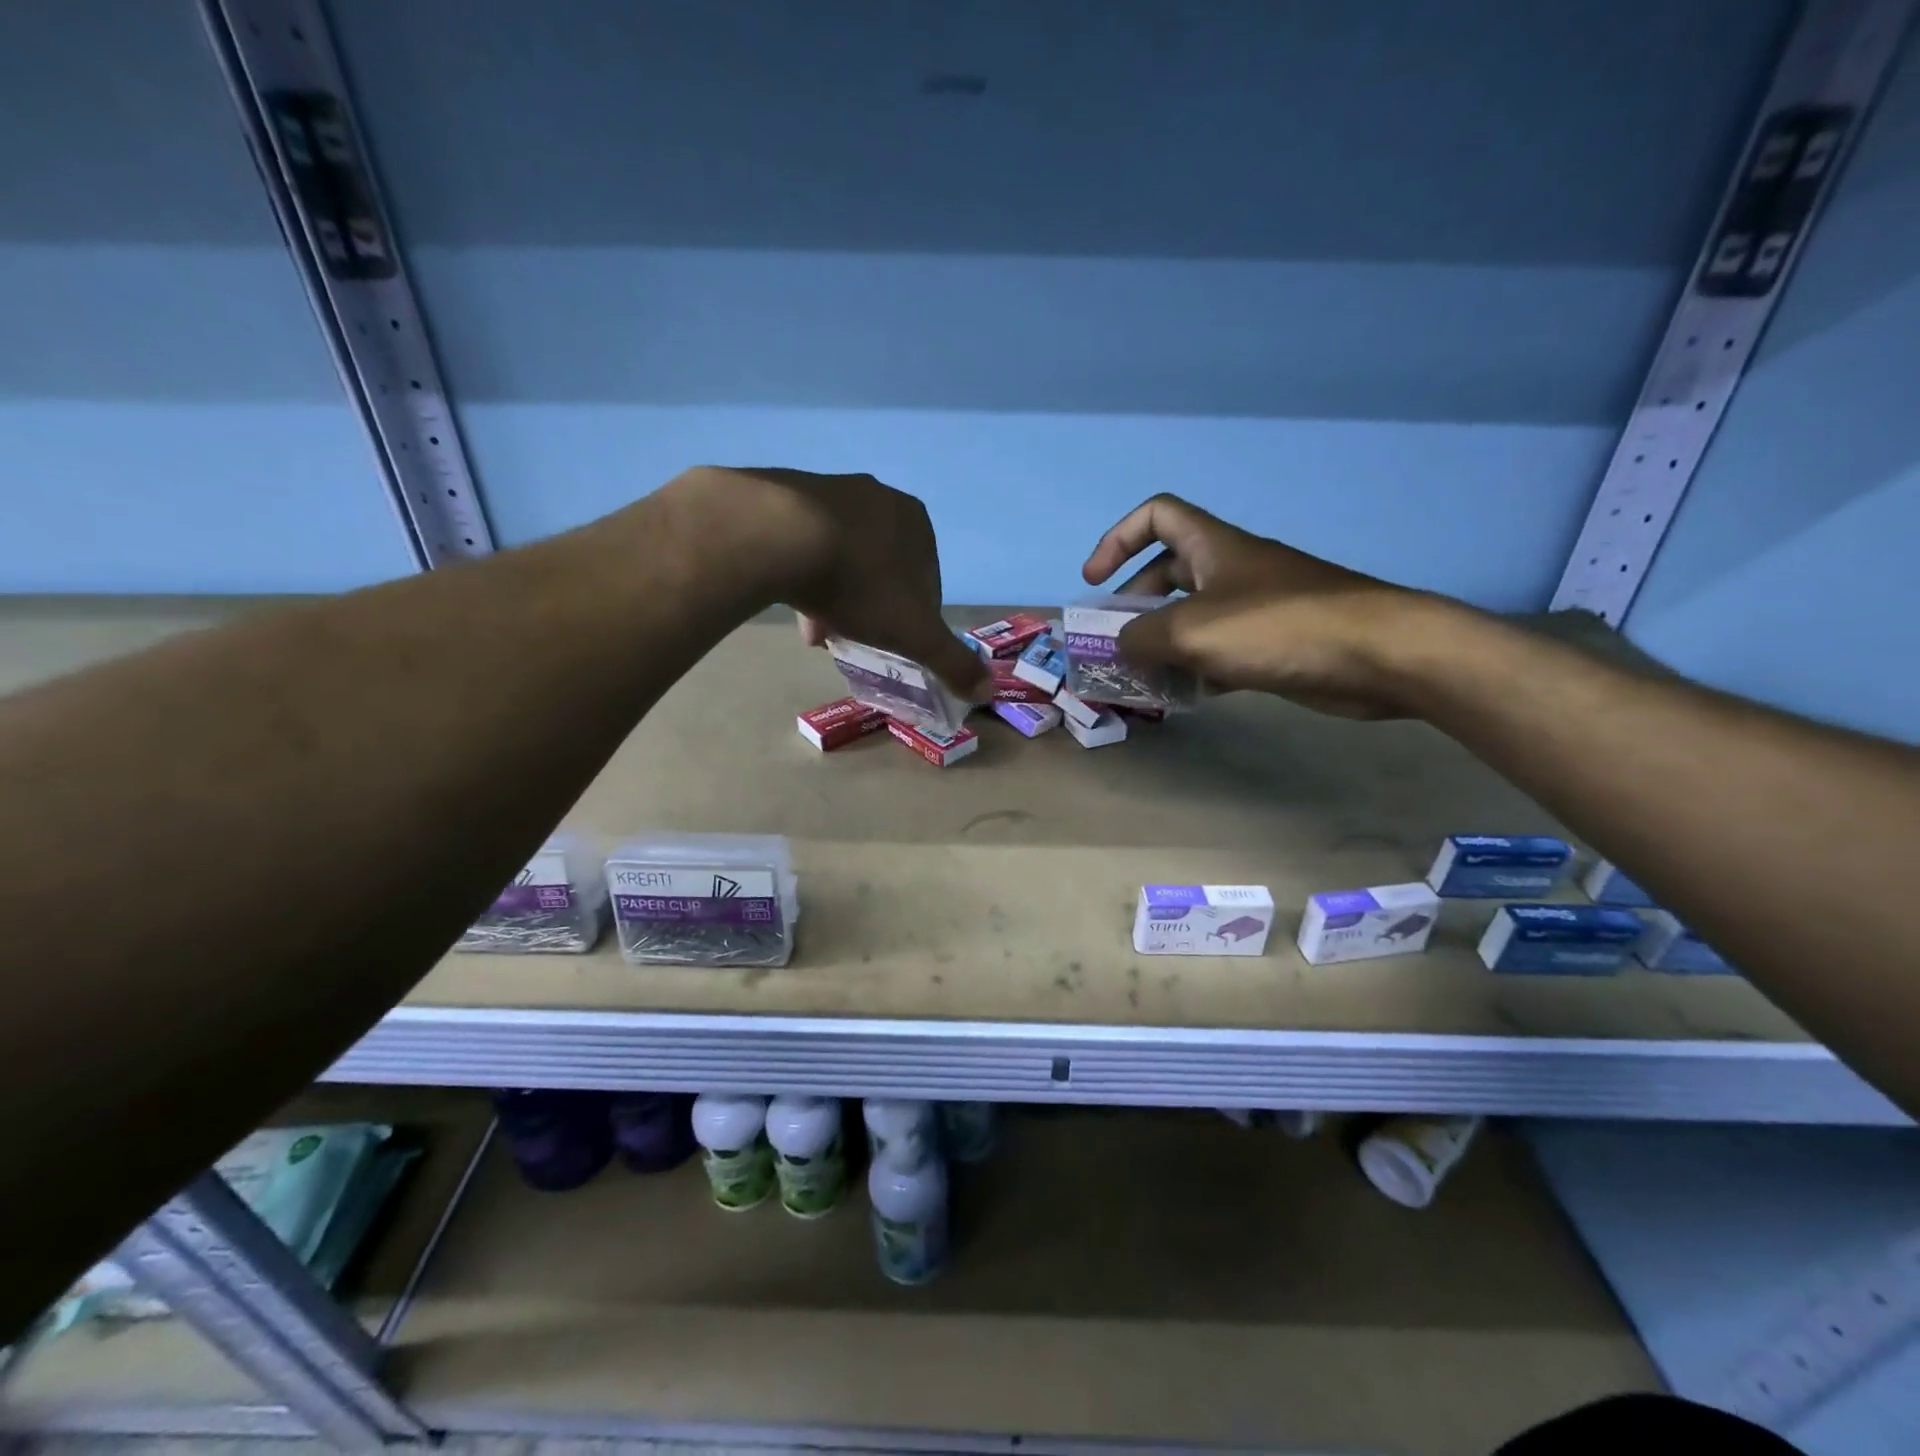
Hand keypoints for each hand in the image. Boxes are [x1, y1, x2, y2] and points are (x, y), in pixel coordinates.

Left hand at [681, 467, 988, 699]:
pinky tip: (792, 603)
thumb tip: (986, 690)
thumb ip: (952, 662)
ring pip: (842, 558)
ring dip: (836, 596)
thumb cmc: (860, 585)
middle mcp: (879, 498)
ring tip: (817, 632)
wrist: (781, 538)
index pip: (927, 581)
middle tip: (852, 639)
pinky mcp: (787, 494)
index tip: (891, 644)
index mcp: (918, 523)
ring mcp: (831, 490)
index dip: (912, 618)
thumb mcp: (915, 635)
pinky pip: (805, 543)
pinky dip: (805, 574)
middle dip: (870, 608)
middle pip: (882, 569)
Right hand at [1080, 494, 1432, 717]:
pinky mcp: (1275, 643)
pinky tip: (1184, 696)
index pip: (1156, 516)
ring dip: (1163, 642)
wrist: (1377, 655)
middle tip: (1116, 642)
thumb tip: (1120, 645)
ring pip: (1194, 616)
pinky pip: (1221, 649)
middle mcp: (1232, 569)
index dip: (1117, 539)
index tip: (1094, 581)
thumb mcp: (1191, 630)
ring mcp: (1256, 607)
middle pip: (1168, 571)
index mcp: (1213, 547)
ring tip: (1141, 676)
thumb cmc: (1276, 627)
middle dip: (1134, 604)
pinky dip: (1197, 668)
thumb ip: (1142, 636)